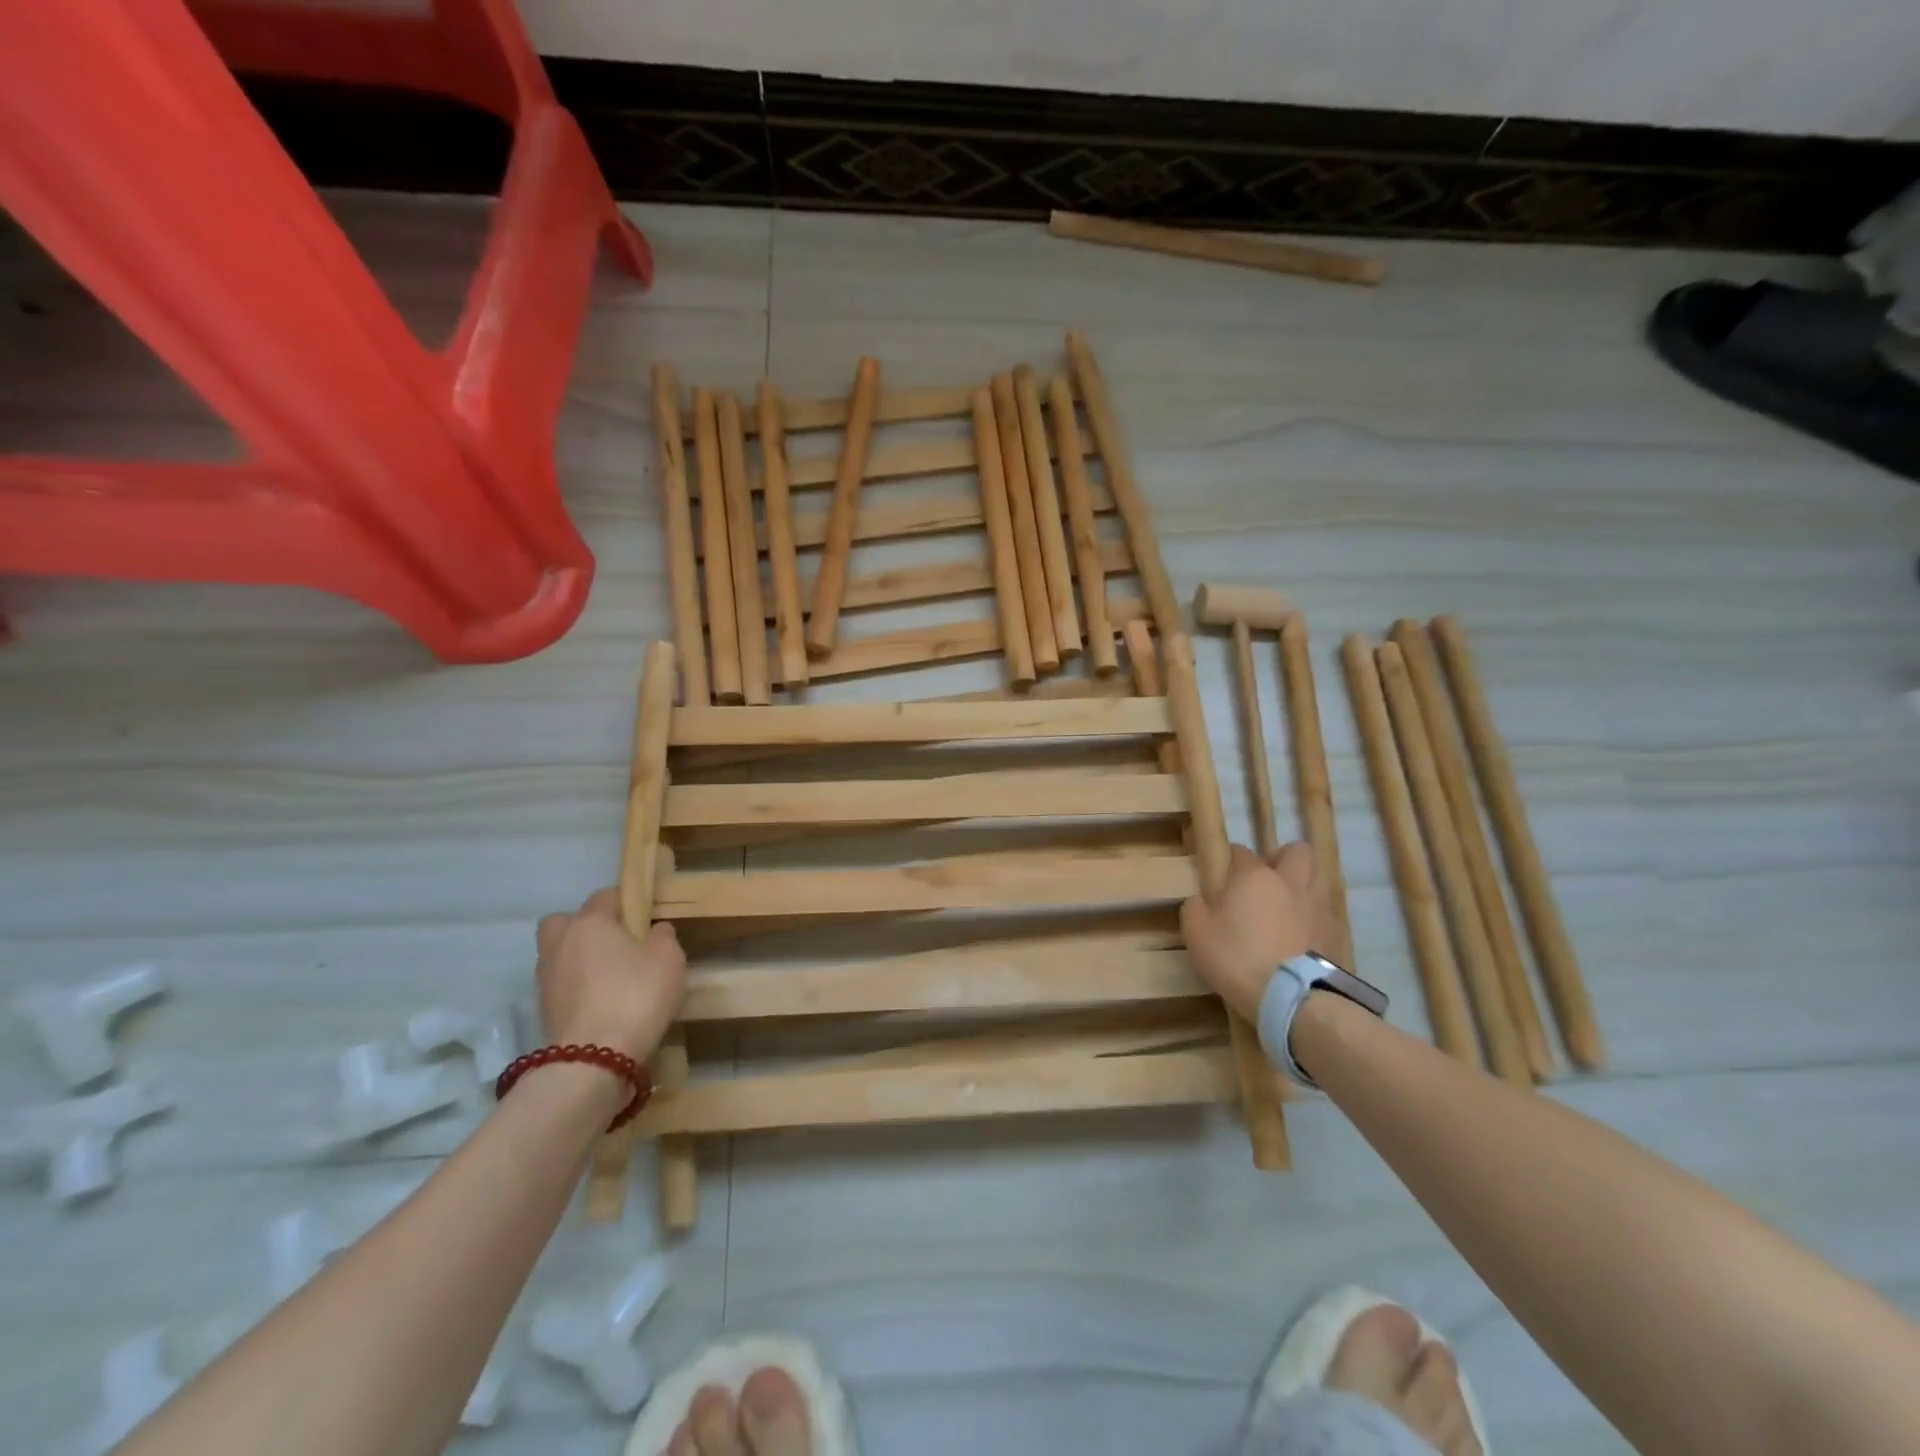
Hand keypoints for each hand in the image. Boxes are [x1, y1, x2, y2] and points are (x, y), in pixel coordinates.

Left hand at [535, 888, 685, 1062]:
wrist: (593, 1060)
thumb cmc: (636, 995)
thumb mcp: (669, 958)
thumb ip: (663, 937)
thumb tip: (654, 931)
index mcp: (590, 921)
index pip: (605, 896)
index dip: (627, 903)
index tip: (645, 920)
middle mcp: (560, 942)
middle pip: (565, 922)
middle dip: (585, 928)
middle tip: (615, 945)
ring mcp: (545, 978)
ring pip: (560, 954)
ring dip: (579, 960)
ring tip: (610, 979)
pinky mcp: (542, 1010)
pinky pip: (561, 985)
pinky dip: (576, 988)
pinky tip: (602, 1003)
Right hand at [1180, 842, 1333, 1020]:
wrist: (1291, 996)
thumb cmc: (1237, 957)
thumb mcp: (1197, 933)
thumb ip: (1196, 908)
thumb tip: (1202, 900)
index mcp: (1254, 876)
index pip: (1241, 852)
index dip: (1231, 860)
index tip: (1223, 876)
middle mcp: (1289, 881)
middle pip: (1296, 851)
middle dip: (1281, 858)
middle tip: (1266, 879)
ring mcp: (1317, 905)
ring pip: (1316, 876)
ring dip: (1302, 883)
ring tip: (1286, 904)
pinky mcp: (1335, 931)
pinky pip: (1325, 910)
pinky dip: (1313, 914)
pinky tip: (1301, 932)